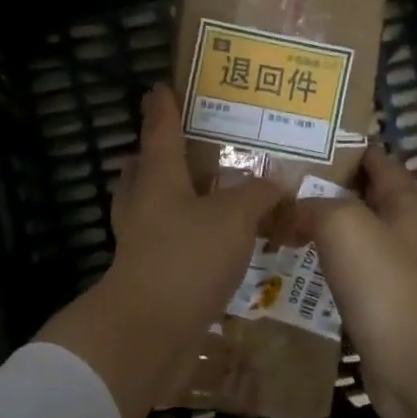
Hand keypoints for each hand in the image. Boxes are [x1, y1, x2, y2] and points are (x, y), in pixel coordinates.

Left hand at [39, 84, 280, 417]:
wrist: (149, 330)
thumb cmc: (187, 258)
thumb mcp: (234, 219)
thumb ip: (257, 196)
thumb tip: (277, 180)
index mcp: (157, 178)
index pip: (159, 131)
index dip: (162, 107)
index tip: (160, 87)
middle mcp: (141, 204)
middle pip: (143, 169)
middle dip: (157, 155)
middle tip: (185, 146)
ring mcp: (139, 241)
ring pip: (151, 207)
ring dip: (171, 197)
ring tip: (205, 195)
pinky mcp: (148, 273)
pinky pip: (165, 242)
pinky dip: (184, 235)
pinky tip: (212, 244)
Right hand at [298, 146, 416, 417]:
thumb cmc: (385, 283)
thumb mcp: (343, 224)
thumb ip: (310, 206)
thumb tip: (284, 209)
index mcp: (409, 202)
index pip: (374, 159)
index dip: (339, 148)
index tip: (294, 144)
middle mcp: (409, 232)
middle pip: (361, 199)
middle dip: (320, 191)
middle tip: (271, 188)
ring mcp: (400, 272)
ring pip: (352, 240)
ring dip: (318, 234)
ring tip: (272, 226)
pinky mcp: (386, 308)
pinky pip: (349, 278)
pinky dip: (323, 271)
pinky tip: (290, 272)